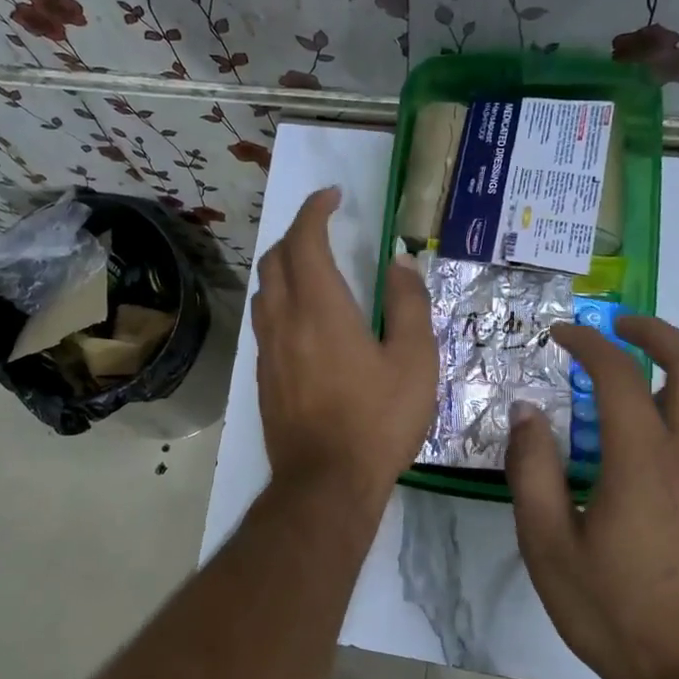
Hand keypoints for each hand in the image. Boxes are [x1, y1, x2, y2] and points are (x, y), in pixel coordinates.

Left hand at [253, 187, 435, 503]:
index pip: (304, 240)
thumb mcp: (414, 361)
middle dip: (296, 234)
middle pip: (275, 259)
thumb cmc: (378, 421)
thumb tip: (400, 263)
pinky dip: (280, 301)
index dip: (315, 210)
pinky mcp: (263, 377)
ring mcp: (268, 350)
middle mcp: (284, 320)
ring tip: (314, 270)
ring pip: (264, 291)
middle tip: (325, 230)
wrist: (326, 481)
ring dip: (284, 268)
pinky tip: (303, 320)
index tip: (333, 196)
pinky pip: (264, 322)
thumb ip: (408, 305)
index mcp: (321, 308)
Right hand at [505, 315, 678, 678]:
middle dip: (655, 333)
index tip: (564, 334)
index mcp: (644, 462)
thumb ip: (533, 471)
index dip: (589, 344)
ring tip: (657, 383)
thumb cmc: (613, 611)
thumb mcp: (548, 546)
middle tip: (621, 328)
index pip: (618, 375)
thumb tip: (527, 412)